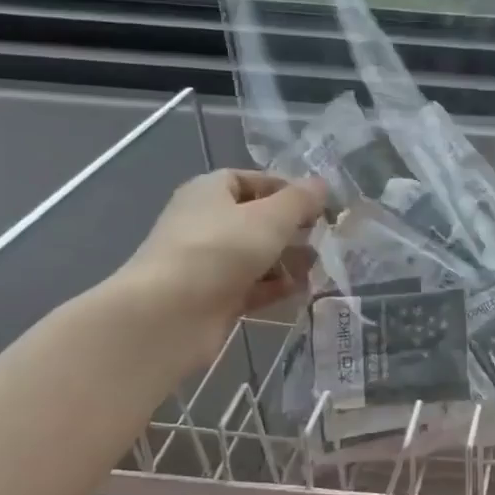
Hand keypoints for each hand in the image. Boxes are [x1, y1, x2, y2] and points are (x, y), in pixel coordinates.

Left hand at [110, 169, 325, 364]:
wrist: (170, 314)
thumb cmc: (220, 250)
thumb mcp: (270, 217)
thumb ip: (299, 200)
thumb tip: (321, 184)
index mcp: (209, 192)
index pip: (250, 180)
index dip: (285, 189)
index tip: (318, 205)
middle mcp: (205, 223)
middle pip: (256, 220)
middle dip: (291, 229)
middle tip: (324, 238)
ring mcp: (208, 263)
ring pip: (256, 256)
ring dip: (288, 261)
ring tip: (319, 268)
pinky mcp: (214, 298)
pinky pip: (252, 287)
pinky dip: (276, 288)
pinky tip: (302, 292)